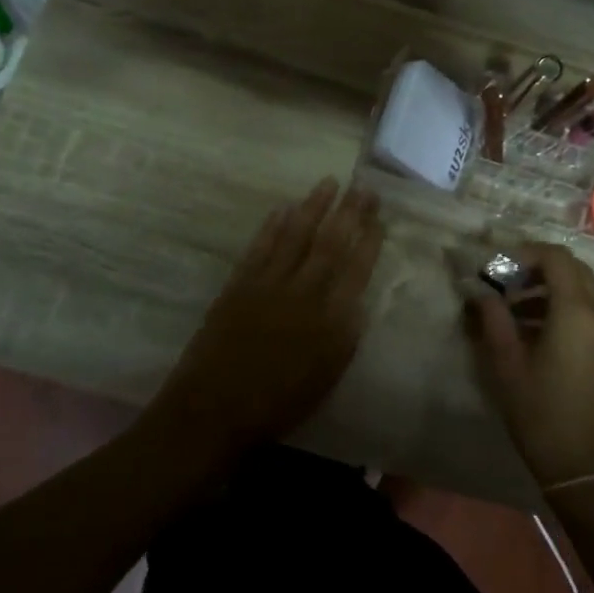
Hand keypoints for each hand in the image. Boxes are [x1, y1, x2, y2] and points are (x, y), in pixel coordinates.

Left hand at [148, 178, 384, 462]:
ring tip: (329, 183)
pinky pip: (260, 247)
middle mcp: (302, 293)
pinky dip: (273, 225)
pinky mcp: (239, 283)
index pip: (356, 270)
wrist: (214, 409)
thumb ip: (345, 337)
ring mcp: (268, 284)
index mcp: (329, 320)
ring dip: (314, 207)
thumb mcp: (326, 378)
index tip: (379, 218)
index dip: (369, 241)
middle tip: (363, 186)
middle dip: (349, 213)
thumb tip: (358, 302)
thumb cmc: (277, 403)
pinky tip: (284, 208)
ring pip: (296, 236)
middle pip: (330, 244)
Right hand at [466, 244, 593, 487]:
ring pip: (587, 291)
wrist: (591, 471)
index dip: (526, 253)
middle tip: (507, 286)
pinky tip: (543, 336)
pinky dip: (570, 309)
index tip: (499, 267)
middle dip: (540, 269)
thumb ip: (493, 319)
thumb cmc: (542, 416)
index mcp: (578, 312)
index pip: (556, 258)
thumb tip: (481, 292)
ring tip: (518, 314)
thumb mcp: (506, 366)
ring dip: (554, 290)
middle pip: (575, 270)